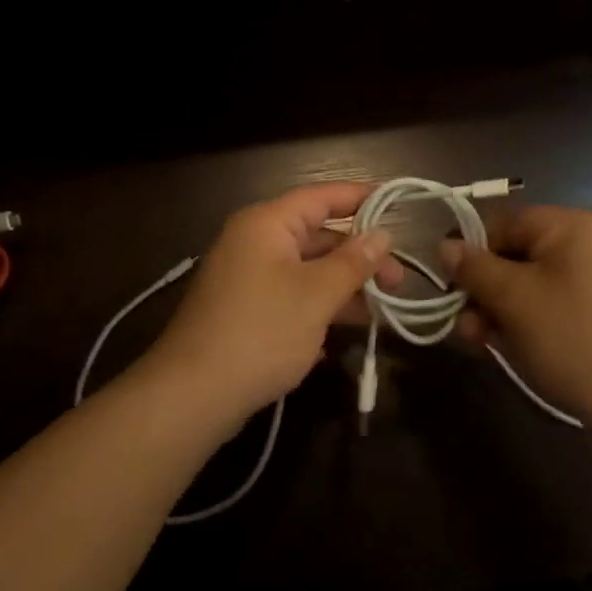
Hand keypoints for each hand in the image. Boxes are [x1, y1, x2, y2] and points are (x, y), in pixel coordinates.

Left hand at [144, 183, 401, 425]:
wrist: (193, 393)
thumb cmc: (261, 332)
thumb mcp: (316, 295)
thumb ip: (353, 263)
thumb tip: (383, 235)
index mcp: (266, 224)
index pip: (321, 197)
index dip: (361, 198)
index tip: (397, 204)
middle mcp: (253, 242)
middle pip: (316, 236)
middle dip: (359, 257)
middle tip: (398, 282)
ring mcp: (246, 277)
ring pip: (305, 270)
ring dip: (343, 287)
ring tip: (382, 311)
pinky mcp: (244, 310)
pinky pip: (290, 296)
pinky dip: (318, 308)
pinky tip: (343, 333)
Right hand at [440, 206, 591, 425]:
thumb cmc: (573, 339)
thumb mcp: (512, 300)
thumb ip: (474, 268)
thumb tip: (445, 247)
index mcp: (579, 225)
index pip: (509, 224)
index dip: (474, 254)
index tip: (453, 289)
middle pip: (524, 255)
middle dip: (488, 291)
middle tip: (467, 328)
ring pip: (542, 282)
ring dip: (507, 309)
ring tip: (484, 344)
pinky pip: (565, 301)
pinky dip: (538, 318)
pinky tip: (518, 347)